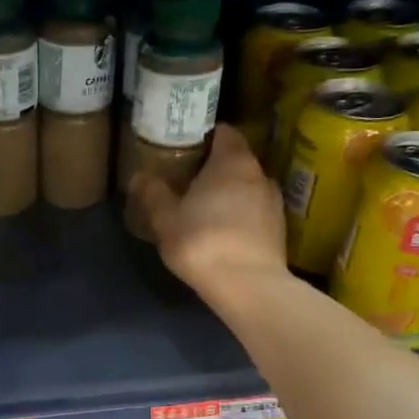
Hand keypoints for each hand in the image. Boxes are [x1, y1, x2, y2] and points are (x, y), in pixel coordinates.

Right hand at [132, 125, 287, 296]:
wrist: (247, 285)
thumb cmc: (202, 241)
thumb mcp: (165, 218)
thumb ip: (153, 193)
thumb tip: (139, 176)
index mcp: (232, 161)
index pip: (224, 132)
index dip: (205, 136)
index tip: (186, 146)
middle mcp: (259, 173)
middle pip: (236, 159)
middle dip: (215, 166)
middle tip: (188, 178)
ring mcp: (273, 201)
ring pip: (247, 186)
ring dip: (229, 192)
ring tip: (205, 206)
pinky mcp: (279, 228)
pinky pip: (255, 210)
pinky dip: (240, 213)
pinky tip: (223, 230)